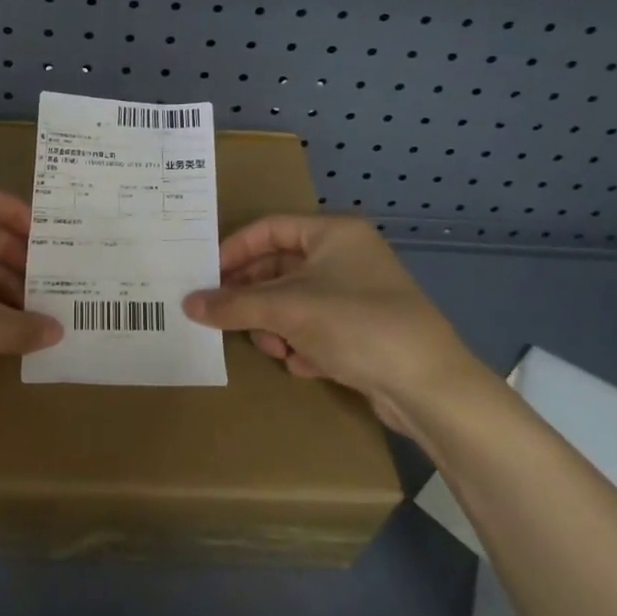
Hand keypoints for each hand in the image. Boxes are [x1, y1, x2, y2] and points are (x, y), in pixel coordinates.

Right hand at [182, 215, 498, 440]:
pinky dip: (302, 344)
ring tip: (275, 349)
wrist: (428, 387)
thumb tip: (187, 303)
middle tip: (226, 317)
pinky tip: (303, 364)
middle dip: (254, 298)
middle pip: (280, 268)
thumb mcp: (287, 310)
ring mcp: (357, 295)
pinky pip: (315, 328)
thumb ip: (233, 304)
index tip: (206, 275)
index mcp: (334, 234)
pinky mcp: (364, 331)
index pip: (269, 228)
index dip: (234, 250)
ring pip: (295, 302)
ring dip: (276, 326)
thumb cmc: (355, 324)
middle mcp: (346, 257)